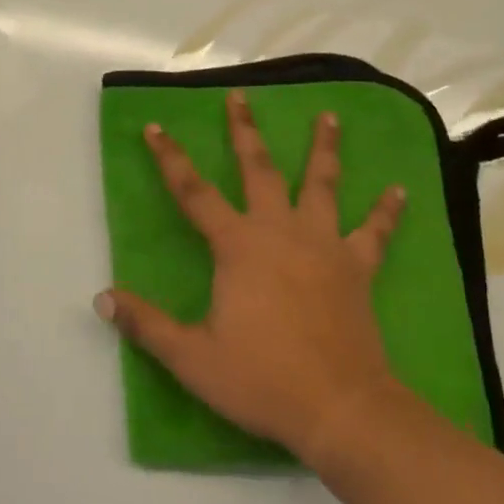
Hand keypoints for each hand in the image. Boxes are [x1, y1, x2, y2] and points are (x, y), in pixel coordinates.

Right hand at [96, 89, 405, 462]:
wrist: (339, 408)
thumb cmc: (262, 379)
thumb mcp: (192, 357)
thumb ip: (147, 325)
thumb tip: (102, 297)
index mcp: (238, 245)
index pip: (193, 192)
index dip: (171, 158)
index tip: (157, 127)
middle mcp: (279, 230)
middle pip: (258, 169)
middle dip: (245, 130)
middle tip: (241, 96)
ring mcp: (323, 244)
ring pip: (322, 184)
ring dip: (324, 148)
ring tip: (330, 116)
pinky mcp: (357, 267)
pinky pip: (374, 232)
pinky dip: (387, 211)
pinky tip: (400, 190)